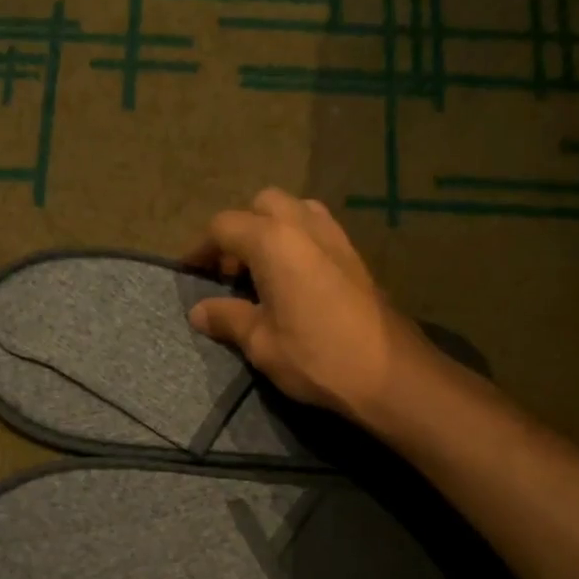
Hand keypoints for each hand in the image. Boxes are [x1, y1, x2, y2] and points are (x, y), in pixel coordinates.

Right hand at [184, 188, 430, 424]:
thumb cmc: (316, 357)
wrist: (389, 373)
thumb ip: (228, 318)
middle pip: (262, 205)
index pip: (224, 227)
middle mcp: (304, 225)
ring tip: (262, 271)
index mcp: (273, 241)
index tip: (189, 271)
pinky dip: (297, 241)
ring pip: (294, 211)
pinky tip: (294, 280)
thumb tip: (199, 311)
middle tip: (230, 272)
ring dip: (271, 230)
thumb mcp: (261, 343)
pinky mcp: (355, 255)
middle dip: (240, 230)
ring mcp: (335, 236)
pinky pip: (317, 229)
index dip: (201, 248)